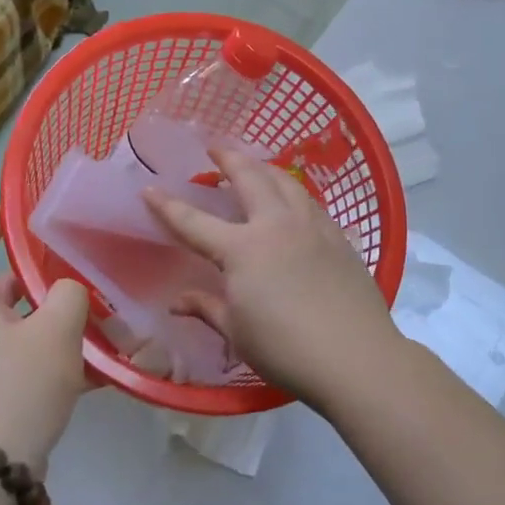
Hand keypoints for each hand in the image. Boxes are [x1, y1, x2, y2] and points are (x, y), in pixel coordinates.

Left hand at [0, 206, 89, 470]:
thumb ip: (68, 294)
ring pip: (19, 322)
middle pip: (0, 282)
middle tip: (82, 260)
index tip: (28, 207)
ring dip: (56, 316)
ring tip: (102, 311)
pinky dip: (56, 353)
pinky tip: (101, 363)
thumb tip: (67, 292)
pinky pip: (26, 357)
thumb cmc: (17, 386)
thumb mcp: (55, 330)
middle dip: (43, 272)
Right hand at [145, 147, 403, 412]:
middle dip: (228, 158)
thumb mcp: (237, 333)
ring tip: (255, 166)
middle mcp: (276, 225)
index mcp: (243, 249)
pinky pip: (310, 202)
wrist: (355, 356)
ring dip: (265, 168)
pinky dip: (293, 192)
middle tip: (215, 148)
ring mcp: (312, 227)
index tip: (149, 189)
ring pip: (286, 182)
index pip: (194, 222)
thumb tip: (177, 300)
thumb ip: (207, 308)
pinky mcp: (339, 237)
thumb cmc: (286, 350)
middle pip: (249, 178)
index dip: (167, 206)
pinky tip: (293, 201)